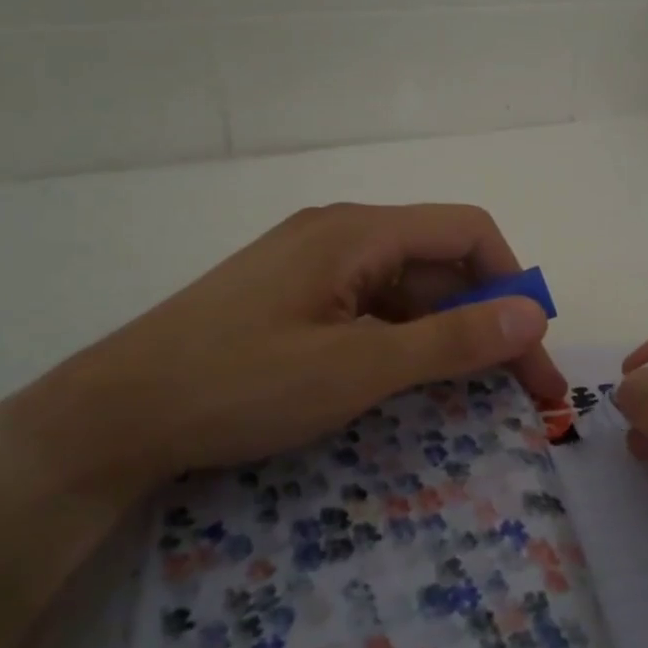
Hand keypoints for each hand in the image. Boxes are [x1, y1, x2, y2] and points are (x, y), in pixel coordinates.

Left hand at [0, 203, 565, 507]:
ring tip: (473, 397)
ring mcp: (313, 267)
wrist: (114, 416)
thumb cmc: (240, 385)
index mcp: (359, 231)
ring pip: (407, 290)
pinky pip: (370, 309)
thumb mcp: (357, 368)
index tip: (532, 351)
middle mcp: (341, 234)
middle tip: (520, 393)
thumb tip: (534, 313)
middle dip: (488, 321)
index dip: (512, 284)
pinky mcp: (293, 299)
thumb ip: (451, 340)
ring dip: (448, 336)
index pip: (467, 232)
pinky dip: (404, 342)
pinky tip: (409, 383)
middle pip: (440, 263)